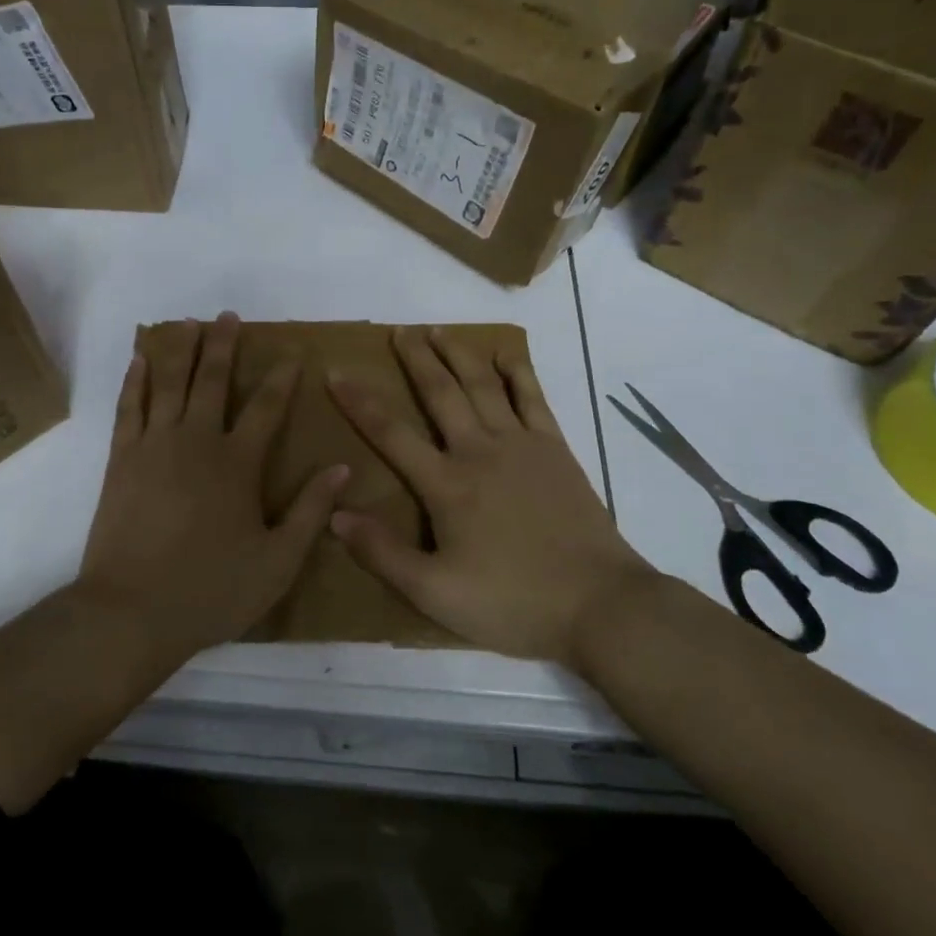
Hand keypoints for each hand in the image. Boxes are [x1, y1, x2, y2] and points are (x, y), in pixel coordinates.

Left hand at [78, 312, 350, 658]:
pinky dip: (135, 379)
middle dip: (223, 344)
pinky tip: (139, 359)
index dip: (282, 378)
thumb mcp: (278, 561)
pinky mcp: (122, 458)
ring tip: (188, 322)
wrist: (131, 611)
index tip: (292, 353)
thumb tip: (342, 468)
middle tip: (229, 316)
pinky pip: (129, 406)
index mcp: (238, 463)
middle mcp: (197, 441)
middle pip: (213, 379)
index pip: (267, 407)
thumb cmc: (211, 589)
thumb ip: (311, 511)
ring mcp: (155, 445)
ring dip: (180, 350)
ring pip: (169, 382)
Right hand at [326, 327, 651, 664]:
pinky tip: (506, 354)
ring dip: (458, 355)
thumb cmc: (512, 602)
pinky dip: (517, 372)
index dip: (359, 402)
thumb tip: (336, 513)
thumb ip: (383, 553)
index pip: (391, 433)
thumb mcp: (435, 593)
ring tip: (438, 331)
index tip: (336, 373)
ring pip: (483, 386)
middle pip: (440, 394)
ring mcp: (521, 445)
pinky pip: (533, 399)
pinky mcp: (556, 450)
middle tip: (398, 330)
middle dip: (416, 360)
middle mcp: (479, 451)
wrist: (599, 605)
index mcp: (447, 485)